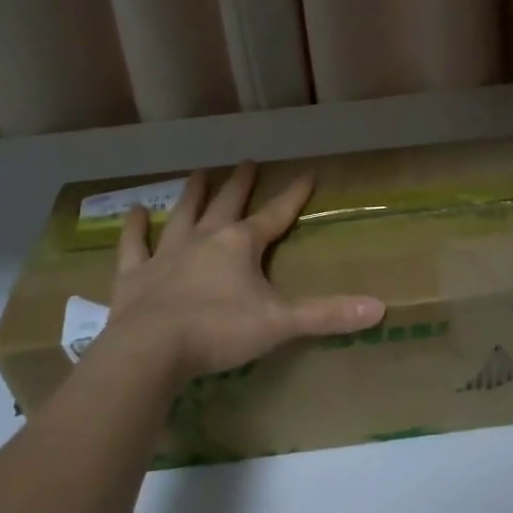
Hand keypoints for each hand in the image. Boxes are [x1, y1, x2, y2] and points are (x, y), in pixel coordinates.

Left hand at [90, 162, 384, 383]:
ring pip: (183, 215)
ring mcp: (167, 254)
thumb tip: (380, 308)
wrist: (150, 351)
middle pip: (227, 204)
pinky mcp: (134, 276)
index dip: (294, 194)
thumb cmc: (219, 331)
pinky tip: (133, 211)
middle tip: (248, 162)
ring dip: (192, 195)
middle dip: (241, 184)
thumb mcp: (280, 323)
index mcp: (241, 244)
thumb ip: (327, 314)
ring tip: (198, 174)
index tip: (307, 172)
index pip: (276, 214)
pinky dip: (133, 229)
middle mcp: (205, 239)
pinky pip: (133, 246)